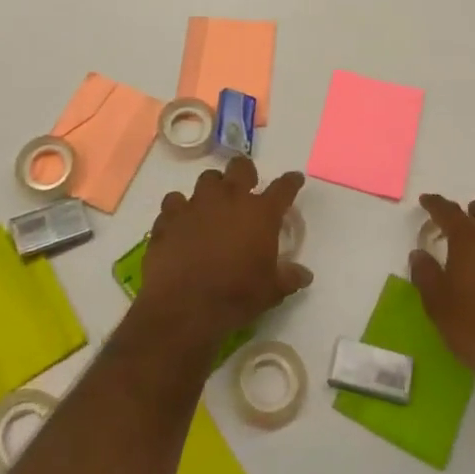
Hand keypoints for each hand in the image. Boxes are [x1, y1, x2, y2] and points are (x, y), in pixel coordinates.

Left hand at [137, 157, 311, 359]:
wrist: (184, 306)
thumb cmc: (235, 296)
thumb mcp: (271, 291)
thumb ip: (288, 277)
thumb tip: (305, 275)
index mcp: (260, 213)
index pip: (283, 188)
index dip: (291, 182)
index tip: (294, 179)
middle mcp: (229, 199)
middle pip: (240, 167)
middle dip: (245, 173)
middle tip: (246, 186)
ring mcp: (196, 204)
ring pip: (206, 179)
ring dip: (212, 188)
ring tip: (212, 204)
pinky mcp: (169, 216)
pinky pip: (174, 202)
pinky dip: (179, 210)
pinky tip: (180, 223)